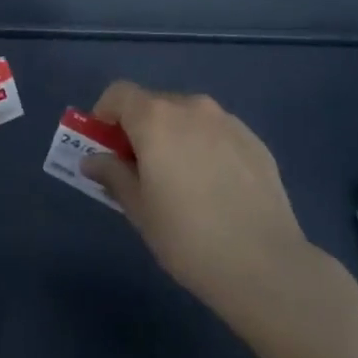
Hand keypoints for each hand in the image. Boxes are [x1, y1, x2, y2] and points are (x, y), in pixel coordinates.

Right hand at [83, 80, 313, 319]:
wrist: (264, 264)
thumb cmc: (187, 237)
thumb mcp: (139, 210)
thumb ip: (113, 175)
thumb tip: (93, 160)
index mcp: (156, 118)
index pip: (119, 93)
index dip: (105, 114)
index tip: (105, 146)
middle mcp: (192, 108)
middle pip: (154, 103)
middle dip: (140, 128)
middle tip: (140, 169)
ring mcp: (228, 122)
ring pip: (188, 117)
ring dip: (174, 135)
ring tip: (181, 180)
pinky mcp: (255, 141)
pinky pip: (217, 133)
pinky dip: (205, 147)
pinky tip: (215, 188)